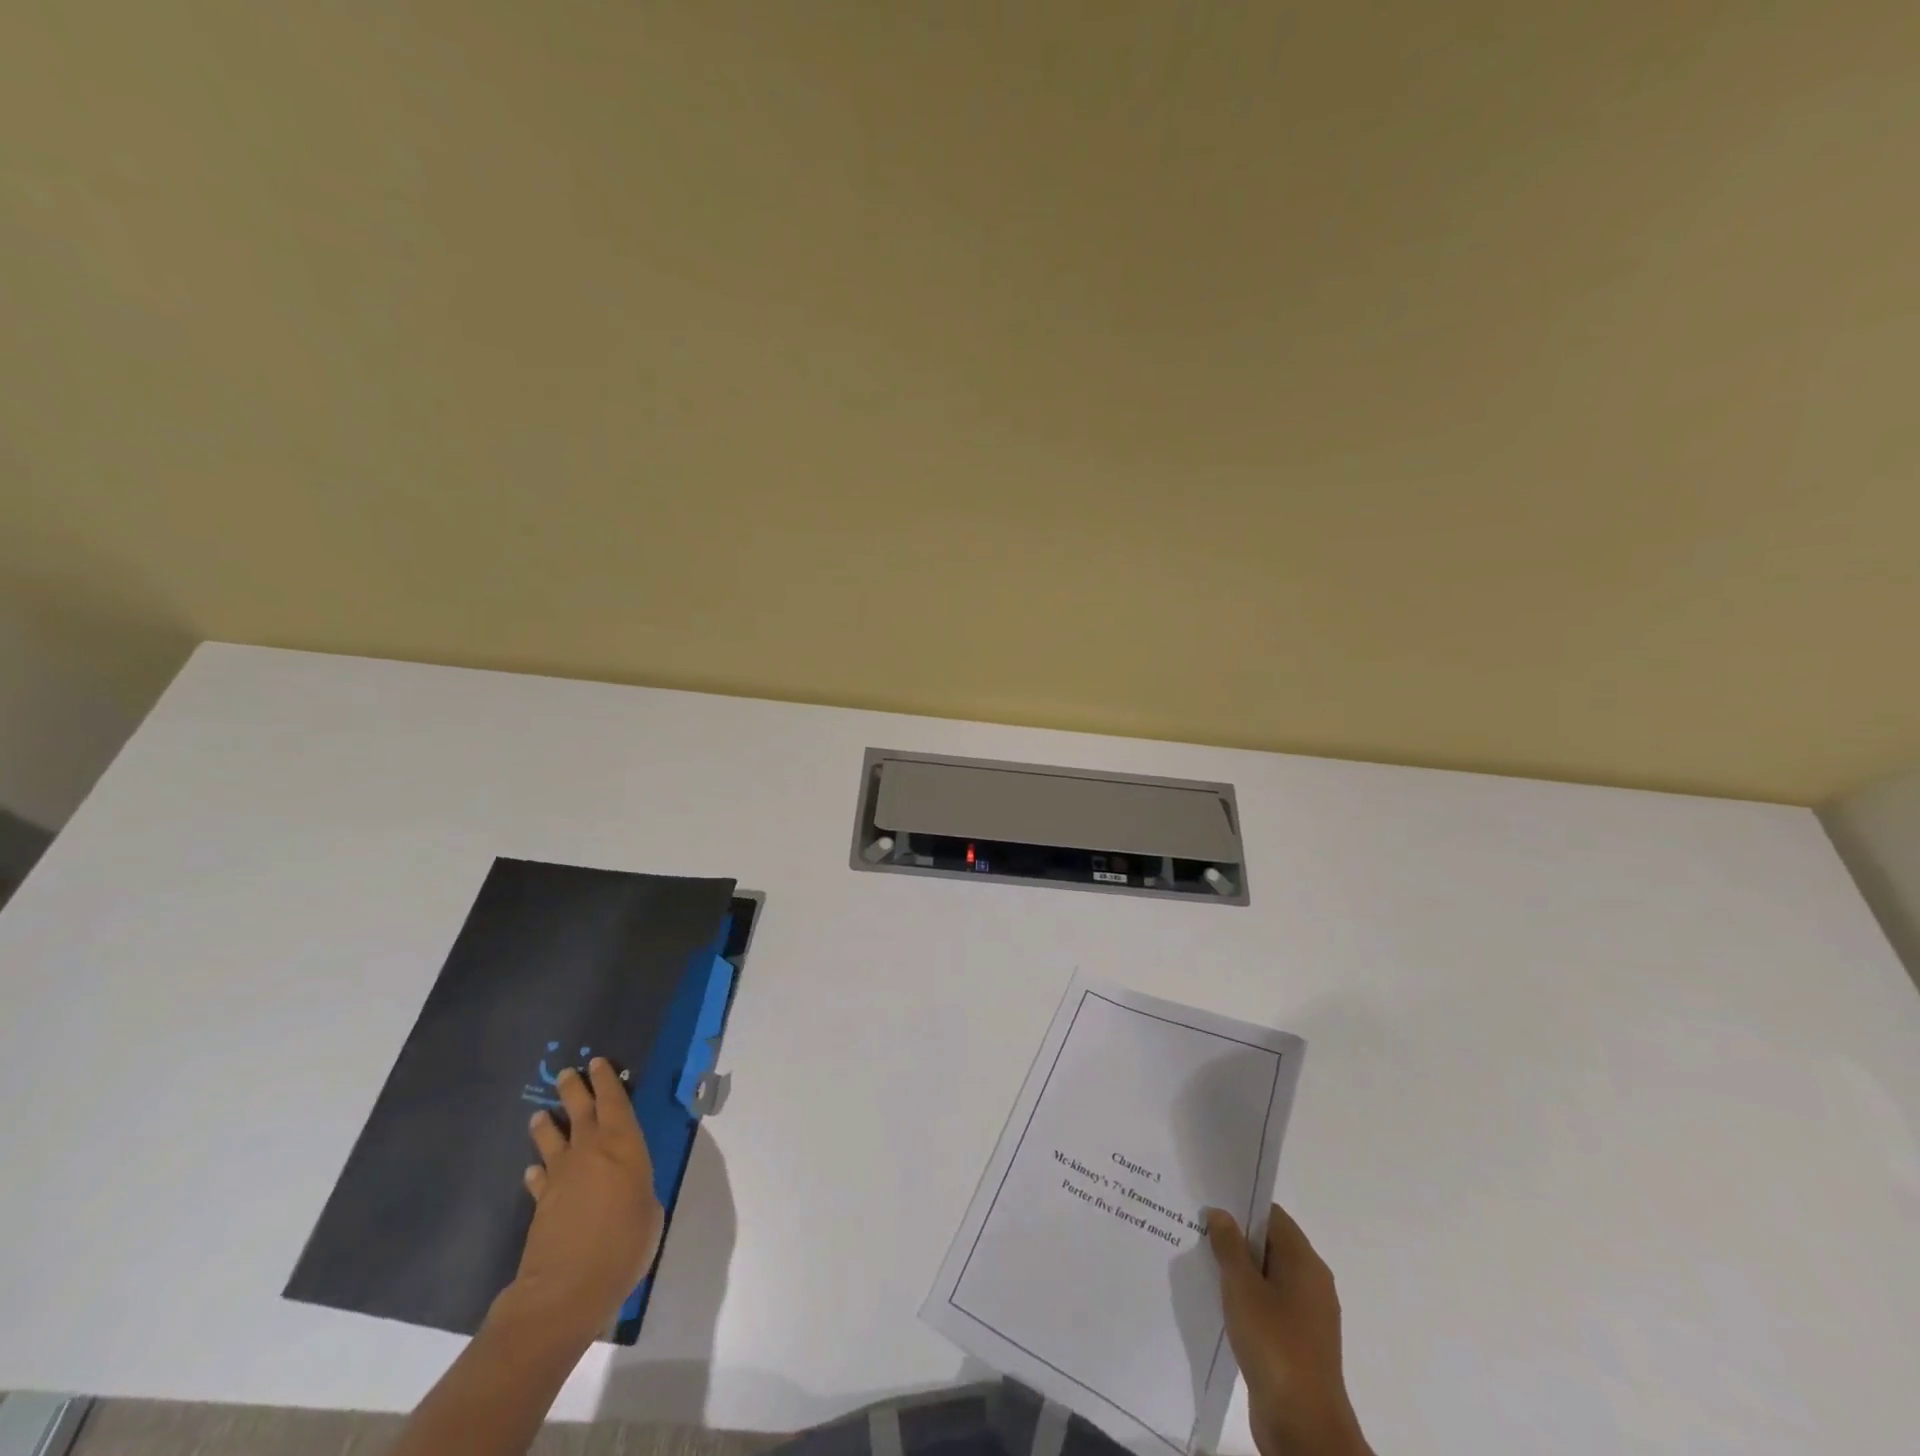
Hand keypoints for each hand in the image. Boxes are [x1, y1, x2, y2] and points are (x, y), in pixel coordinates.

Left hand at [507, 1058, 664, 1344]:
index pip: (614, 1100)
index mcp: (623, 1144)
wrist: (568, 1288)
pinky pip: (540, 1178)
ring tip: (541, 1115)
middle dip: (574, 1088)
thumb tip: (629, 1189)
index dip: (606, 1080)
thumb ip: (639, 1189)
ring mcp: (561, 1177)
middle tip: (568, 1072)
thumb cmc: (624, 1243)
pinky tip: (534, 1170)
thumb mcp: (650, 1211)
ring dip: (547, 1125)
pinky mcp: (541, 1204)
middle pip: (580, 1110)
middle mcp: (590, 1150)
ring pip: (552, 1139)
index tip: (598, 1062)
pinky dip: (538, 1171)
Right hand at [1206, 1205, 1370, 1455]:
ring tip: (1201, 1263)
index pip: (1272, 1216)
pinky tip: (1217, 1303)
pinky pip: (1268, 1307)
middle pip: (1269, 1245)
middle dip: (1235, 1238)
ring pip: (1266, 1278)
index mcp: (1305, 1263)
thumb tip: (1220, 1214)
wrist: (1303, 1427)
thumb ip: (1229, 1246)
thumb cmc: (1274, 1344)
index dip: (1241, 1206)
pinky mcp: (1296, 1344)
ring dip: (1238, 1272)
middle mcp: (1311, 1284)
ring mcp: (1306, 1317)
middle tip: (1197, 1230)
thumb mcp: (1242, 1288)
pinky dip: (1245, 1300)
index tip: (1209, 1203)